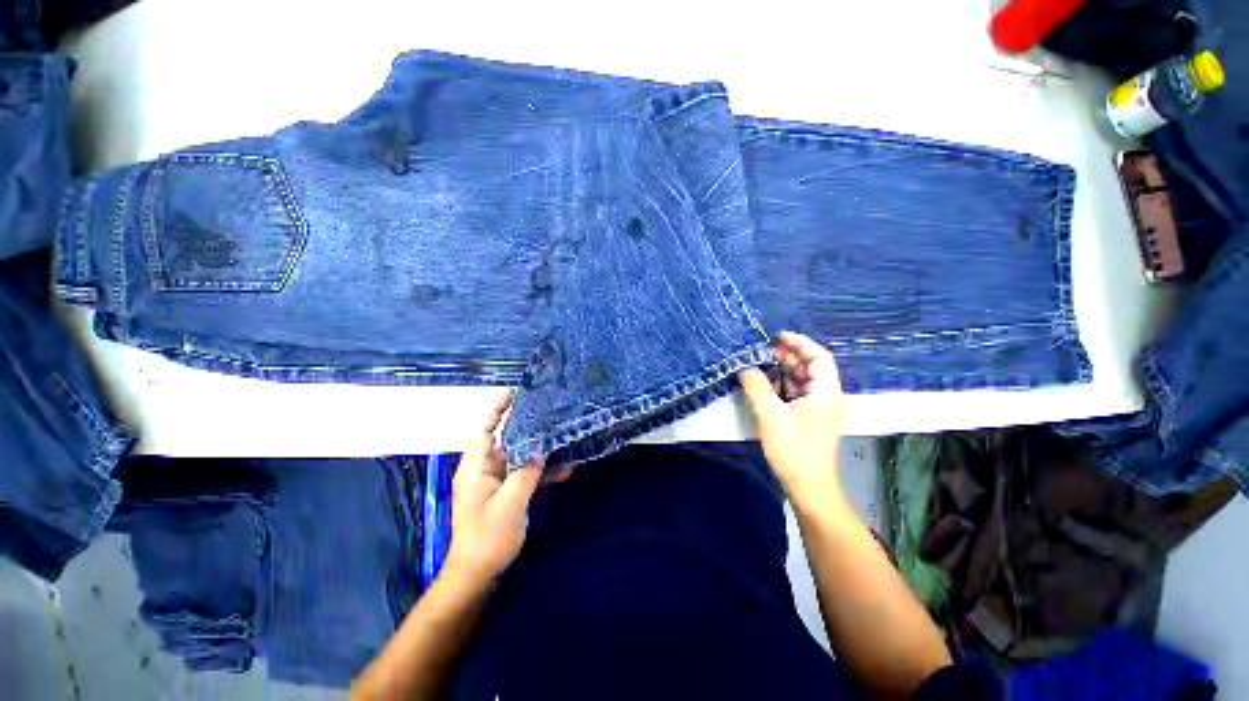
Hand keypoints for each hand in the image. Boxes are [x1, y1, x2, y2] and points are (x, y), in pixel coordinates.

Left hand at [442, 391, 544, 592]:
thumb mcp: (510, 503)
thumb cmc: (488, 538)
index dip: (497, 408)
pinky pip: (526, 474)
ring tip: (563, 433)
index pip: (485, 428)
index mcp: (476, 466)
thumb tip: (543, 445)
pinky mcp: (508, 493)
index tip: (516, 391)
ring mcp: (497, 481)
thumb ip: (527, 471)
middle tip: (551, 409)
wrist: (478, 575)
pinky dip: (543, 470)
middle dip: (527, 424)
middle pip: (507, 439)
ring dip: (540, 448)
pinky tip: (566, 467)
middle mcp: (485, 469)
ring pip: (520, 456)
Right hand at [738, 331, 845, 502]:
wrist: (808, 486)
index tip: (776, 337)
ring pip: (800, 379)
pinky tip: (762, 383)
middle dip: (786, 355)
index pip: (819, 356)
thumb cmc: (794, 450)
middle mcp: (826, 395)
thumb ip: (757, 387)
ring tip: (757, 363)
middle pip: (809, 366)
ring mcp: (817, 407)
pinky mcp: (808, 416)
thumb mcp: (771, 415)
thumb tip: (745, 366)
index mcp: (825, 392)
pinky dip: (780, 384)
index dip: (799, 343)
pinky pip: (795, 392)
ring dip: (780, 370)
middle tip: (760, 350)